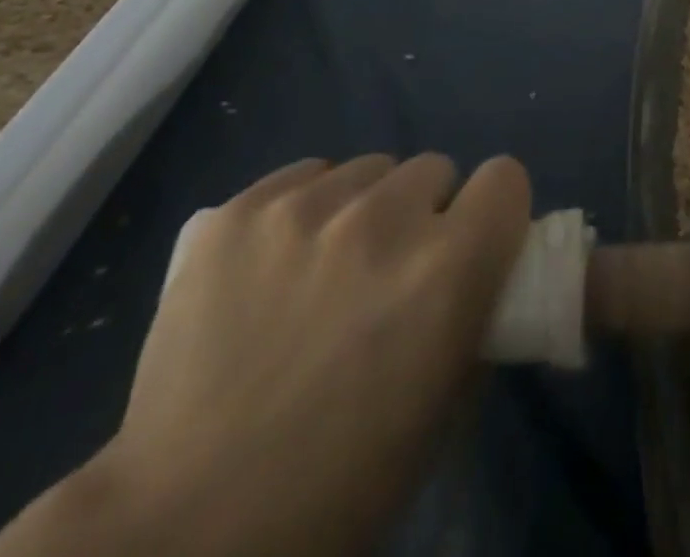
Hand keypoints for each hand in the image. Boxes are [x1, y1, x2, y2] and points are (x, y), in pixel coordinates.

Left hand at [0, 152, 530, 556]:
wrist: (184, 529)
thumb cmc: (338, 486)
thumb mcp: (442, 411)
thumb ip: (473, 320)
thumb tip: (476, 277)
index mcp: (447, 269)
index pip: (505, 178)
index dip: (493, 210)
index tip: (473, 240)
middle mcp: (383, 220)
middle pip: (433, 168)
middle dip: (423, 214)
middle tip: (390, 270)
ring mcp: (303, 210)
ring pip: (367, 168)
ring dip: (363, 208)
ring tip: (325, 268)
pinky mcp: (238, 212)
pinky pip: (303, 176)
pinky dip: (305, 208)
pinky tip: (275, 264)